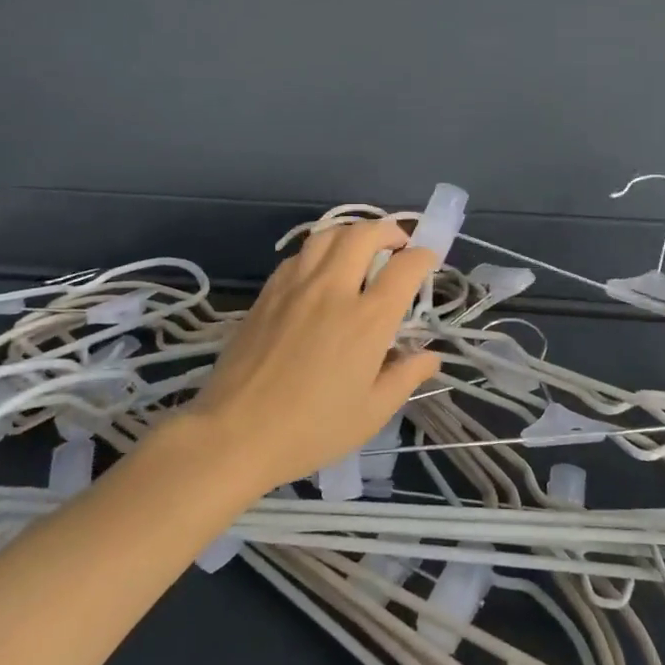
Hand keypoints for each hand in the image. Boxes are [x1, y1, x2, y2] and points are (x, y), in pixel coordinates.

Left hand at [185, 219, 440, 492]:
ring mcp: (296, 286)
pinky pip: (300, 254)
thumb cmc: (310, 430)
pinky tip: (320, 271)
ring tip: (360, 248)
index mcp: (368, 320)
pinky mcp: (268, 292)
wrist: (234, 434)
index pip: (405, 267)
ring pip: (328, 234)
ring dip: (352, 232)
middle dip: (389, 230)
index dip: (424, 256)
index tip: (428, 260)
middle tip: (398, 245)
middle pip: (365, 234)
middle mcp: (334, 290)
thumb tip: (430, 356)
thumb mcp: (371, 413)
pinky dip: (319, 251)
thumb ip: (405, 377)